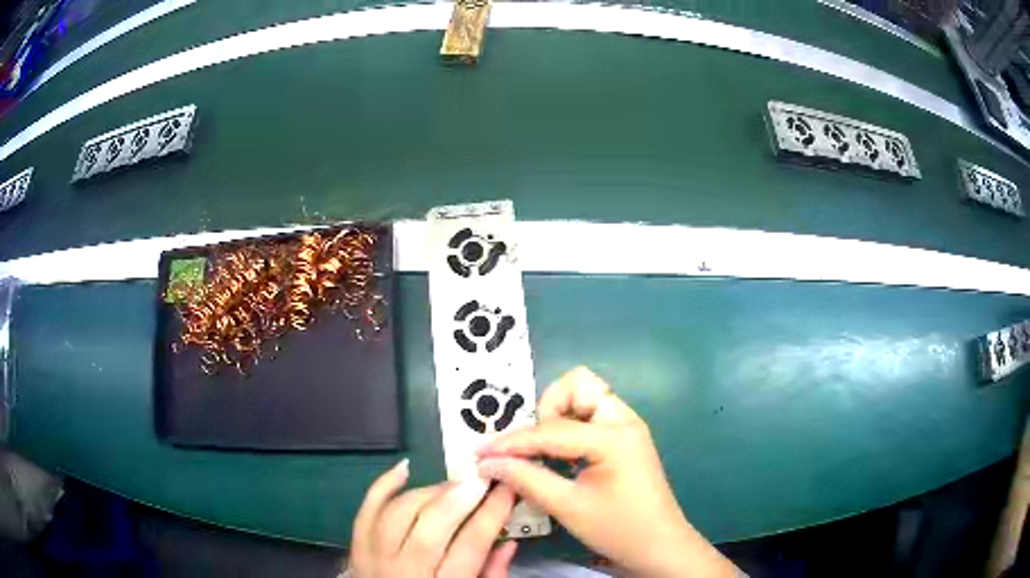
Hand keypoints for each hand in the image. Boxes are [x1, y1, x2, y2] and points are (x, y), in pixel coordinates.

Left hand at [349, 459, 518, 576]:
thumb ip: (490, 574)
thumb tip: (509, 541)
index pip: (470, 546)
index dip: (491, 513)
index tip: (508, 487)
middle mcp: (404, 571)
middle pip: (429, 527)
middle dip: (458, 498)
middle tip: (480, 478)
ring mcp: (373, 557)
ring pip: (399, 513)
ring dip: (429, 491)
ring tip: (454, 483)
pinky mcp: (356, 546)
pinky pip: (366, 510)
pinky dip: (383, 485)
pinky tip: (405, 467)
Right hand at [477, 367, 738, 577]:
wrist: (660, 546)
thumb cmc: (618, 529)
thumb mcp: (568, 507)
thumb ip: (526, 479)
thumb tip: (487, 462)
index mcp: (613, 435)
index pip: (551, 428)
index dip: (512, 442)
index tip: (482, 453)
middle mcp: (623, 420)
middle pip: (577, 386)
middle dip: (546, 410)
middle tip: (532, 448)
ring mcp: (627, 427)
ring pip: (585, 397)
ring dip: (557, 417)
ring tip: (542, 452)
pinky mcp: (625, 439)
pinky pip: (592, 417)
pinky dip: (569, 429)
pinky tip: (559, 458)